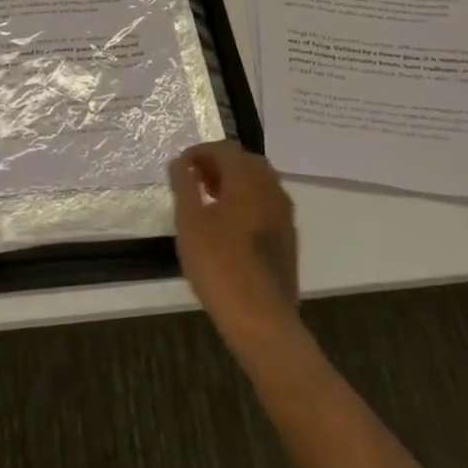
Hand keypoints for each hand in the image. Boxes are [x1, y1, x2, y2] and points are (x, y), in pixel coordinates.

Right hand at [169, 141, 301, 344]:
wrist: (262, 319)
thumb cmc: (219, 265)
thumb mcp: (189, 222)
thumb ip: (184, 186)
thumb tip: (180, 163)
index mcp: (248, 179)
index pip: (224, 149)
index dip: (199, 152)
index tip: (179, 169)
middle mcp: (271, 188)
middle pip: (245, 161)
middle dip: (218, 164)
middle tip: (194, 181)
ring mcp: (284, 213)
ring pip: (258, 182)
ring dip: (233, 182)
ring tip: (208, 202)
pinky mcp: (288, 236)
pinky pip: (266, 203)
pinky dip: (246, 201)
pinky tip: (228, 225)